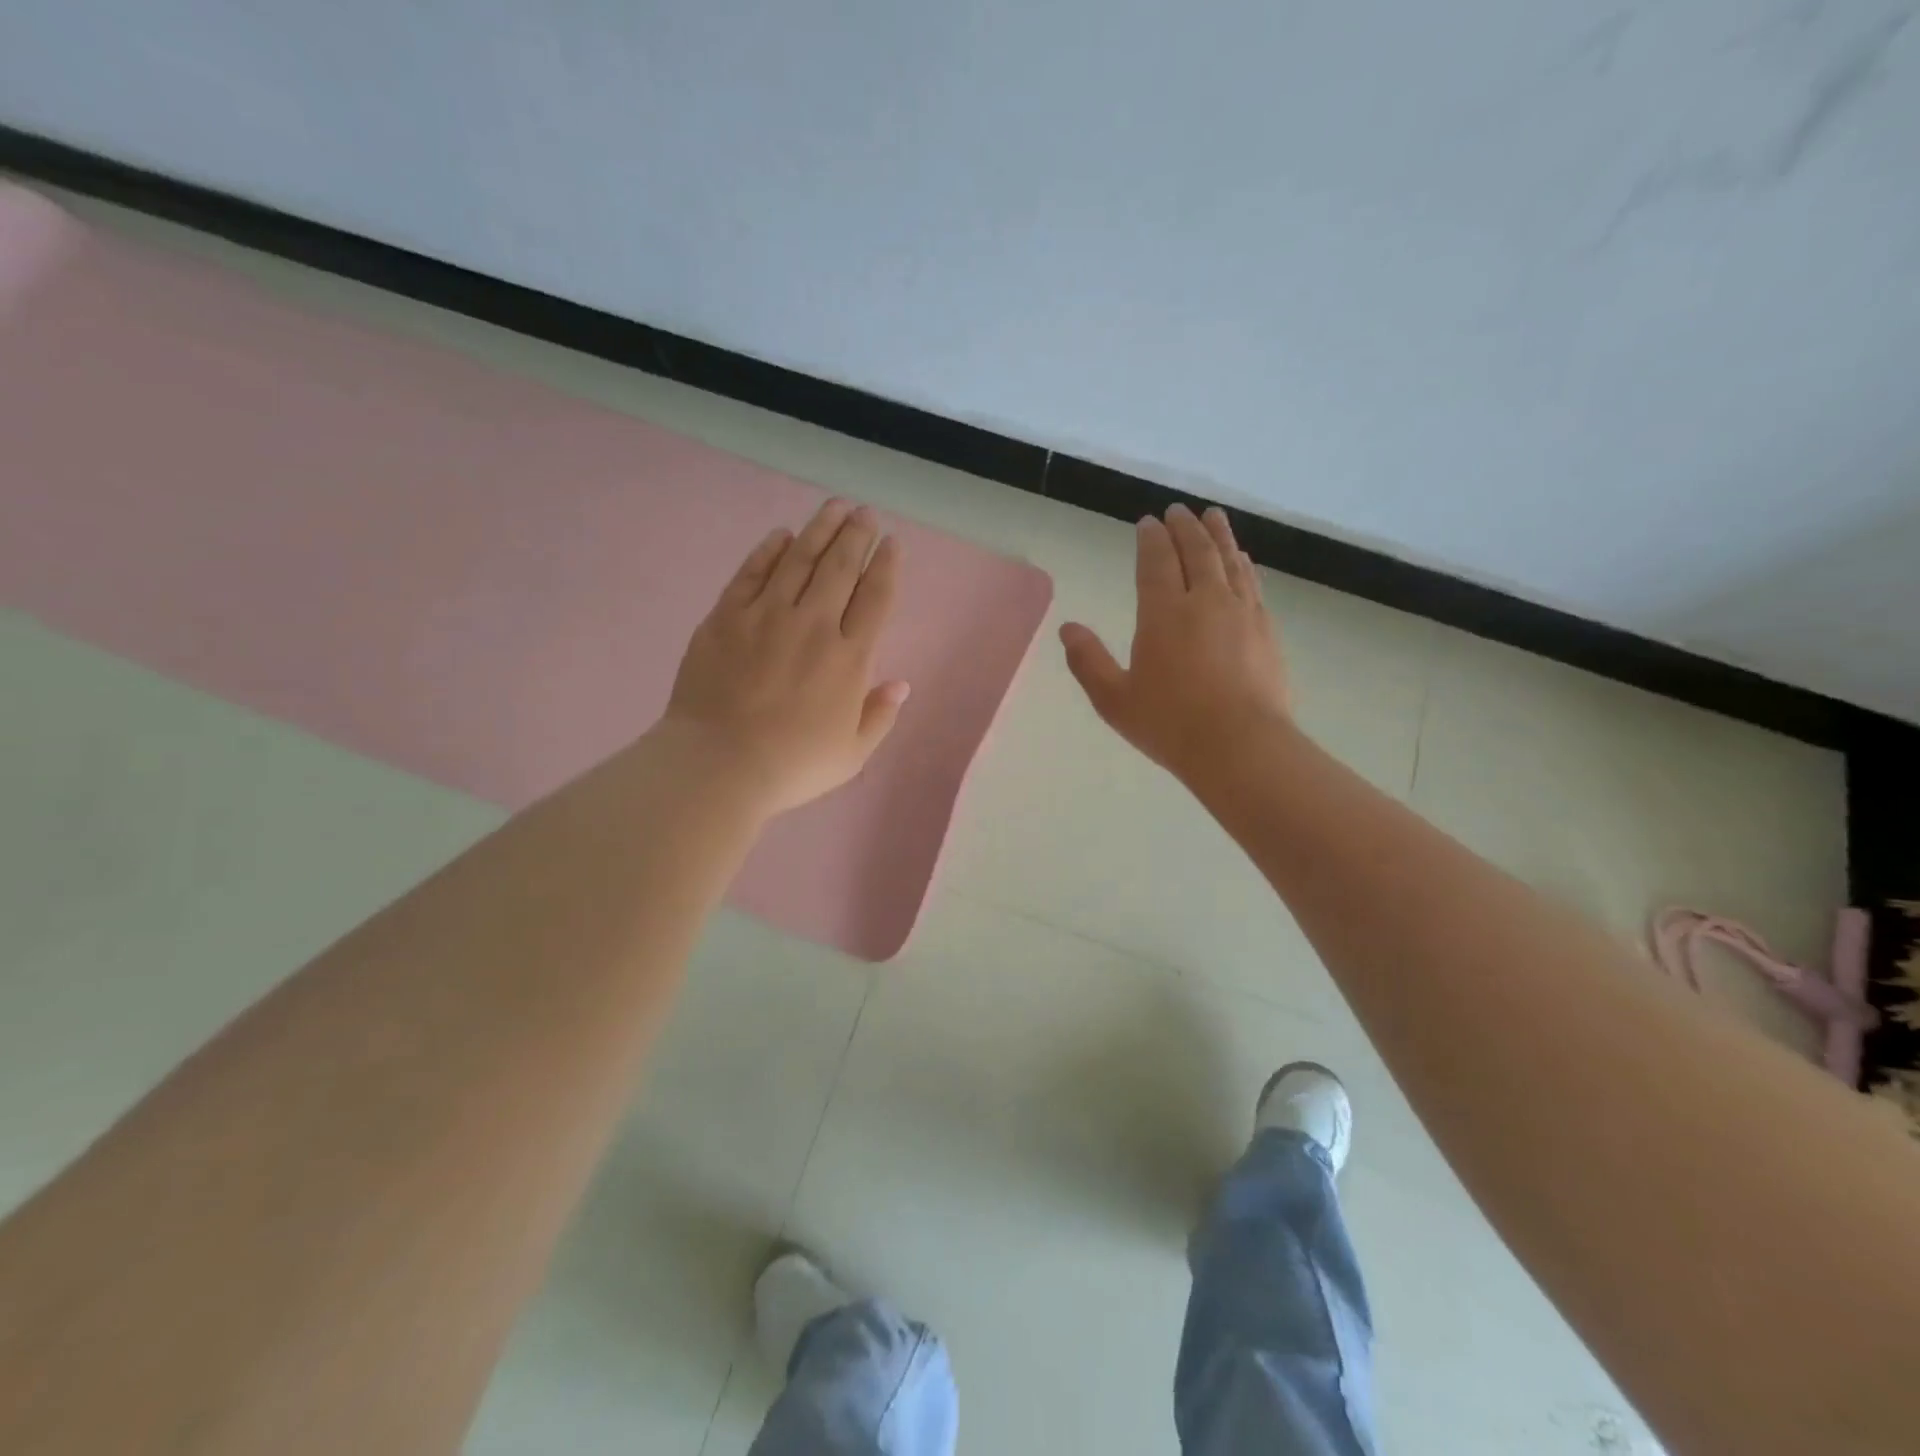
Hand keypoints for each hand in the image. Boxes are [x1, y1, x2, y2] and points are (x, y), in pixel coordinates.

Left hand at [663, 499, 908, 815]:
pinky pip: (752, 572)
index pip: (875, 597)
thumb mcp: (852, 754)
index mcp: (849, 658)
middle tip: (865, 513)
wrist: (718, 764)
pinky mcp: (727, 616)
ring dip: (820, 529)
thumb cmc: (792, 766)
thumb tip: (901, 684)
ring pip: (799, 559)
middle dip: (856, 535)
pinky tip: (781, 534)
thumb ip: (879, 716)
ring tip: (834, 507)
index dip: (886, 565)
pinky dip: (769, 550)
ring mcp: (767, 615)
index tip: (892, 542)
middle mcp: (814, 625)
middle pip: (840, 567)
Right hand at [1060, 504, 1289, 786]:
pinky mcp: (1266, 629)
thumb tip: (1067, 629)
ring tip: (1212, 517)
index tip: (1148, 522)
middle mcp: (1204, 601)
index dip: (1150, 539)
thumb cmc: (1170, 724)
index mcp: (1163, 614)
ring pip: (1228, 560)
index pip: (1155, 561)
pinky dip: (1242, 563)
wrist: (1241, 745)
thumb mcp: (1114, 700)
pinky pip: (1252, 582)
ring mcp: (1241, 612)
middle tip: (1178, 510)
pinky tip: (1241, 560)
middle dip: (1184, 527)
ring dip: (1218, 535)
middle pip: (1195, 551)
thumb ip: (1088, 661)